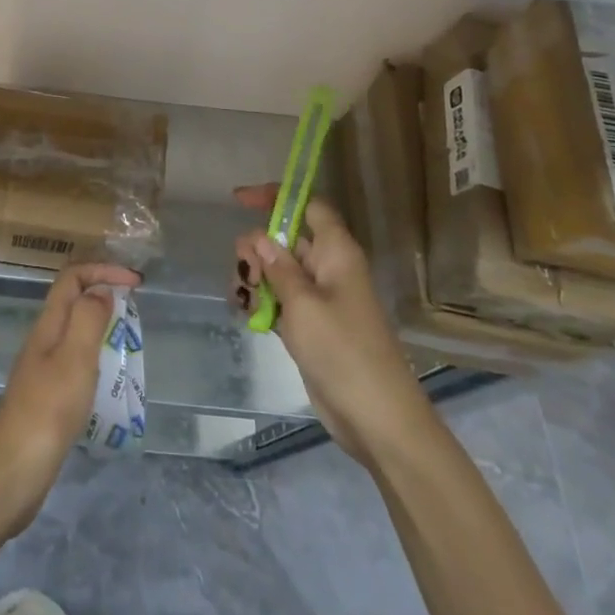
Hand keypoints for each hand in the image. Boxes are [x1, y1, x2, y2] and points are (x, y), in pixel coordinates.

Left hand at [0, 261, 140, 527]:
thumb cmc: (48, 410)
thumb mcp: (74, 358)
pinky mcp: (47, 396)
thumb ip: (88, 318)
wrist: (13, 471)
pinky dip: (96, 355)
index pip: (72, 278)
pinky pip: (75, 360)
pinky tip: (110, 378)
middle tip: (136, 307)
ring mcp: (43, 369)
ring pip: (74, 330)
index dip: (102, 270)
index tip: (135, 282)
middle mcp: (44, 340)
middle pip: (72, 300)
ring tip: (129, 339)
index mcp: (49, 325)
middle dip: (103, 292)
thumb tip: (101, 290)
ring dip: (101, 324)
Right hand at [231, 185, 417, 460]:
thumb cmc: (343, 351)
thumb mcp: (303, 304)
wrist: (376, 419)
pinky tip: (247, 315)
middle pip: (286, 239)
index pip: (308, 206)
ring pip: (278, 270)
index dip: (276, 196)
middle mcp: (328, 268)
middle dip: (257, 248)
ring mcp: (320, 299)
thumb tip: (259, 237)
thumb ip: (277, 267)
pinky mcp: (312, 326)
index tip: (239, 200)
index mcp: (336, 252)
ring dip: (255, 278)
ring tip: (242, 300)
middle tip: (243, 273)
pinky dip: (262, 302)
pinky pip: (280, 299)